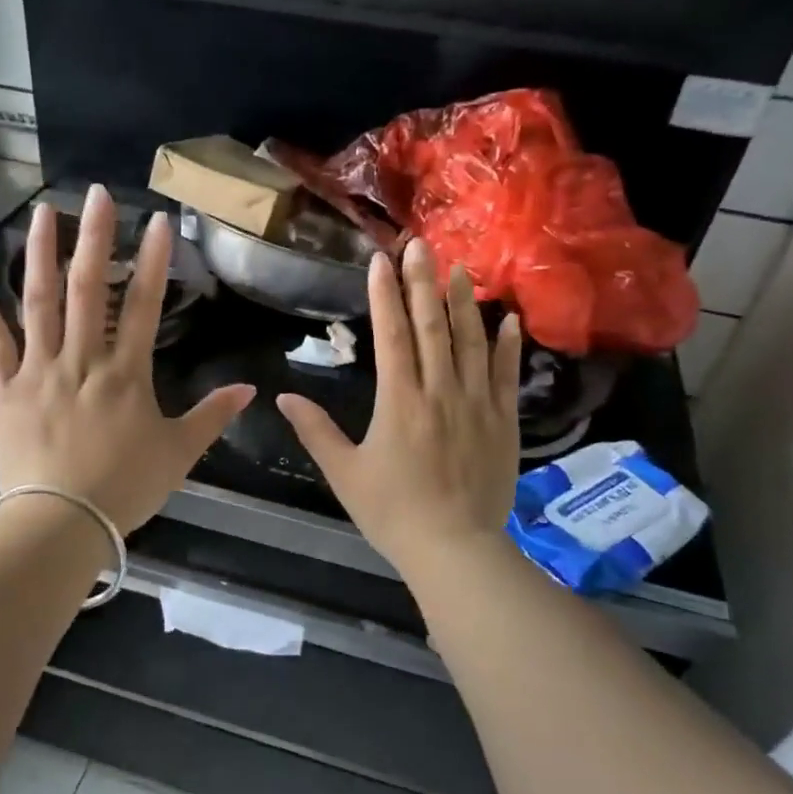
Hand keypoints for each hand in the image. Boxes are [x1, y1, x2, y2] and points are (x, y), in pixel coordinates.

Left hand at [0, 185, 254, 533]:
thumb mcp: (179, 454)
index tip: (156, 221)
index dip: (152, 261)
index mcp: (126, 373)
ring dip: (41, 254)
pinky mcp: (5, 388)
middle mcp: (82, 359)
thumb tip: (251, 389)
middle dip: (96, 237)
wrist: (60, 522)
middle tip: (97, 193)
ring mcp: (39, 370)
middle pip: (88, 288)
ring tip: (43, 211)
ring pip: (39, 302)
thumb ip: (213, 416)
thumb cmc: (124, 487)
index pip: (144, 305)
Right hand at [277, 239, 521, 579]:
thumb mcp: (344, 473)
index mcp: (399, 400)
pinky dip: (508, 345)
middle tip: (420, 244)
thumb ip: (315, 431)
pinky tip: (509, 319)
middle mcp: (440, 390)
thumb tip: (283, 397)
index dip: (385, 294)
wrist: (454, 549)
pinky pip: (507, 375)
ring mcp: (477, 404)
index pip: (391, 334)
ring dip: (464, 303)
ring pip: (472, 341)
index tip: (381, 259)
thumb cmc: (392, 512)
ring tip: (460, 268)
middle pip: (433, 326)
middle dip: (424, 282)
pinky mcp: (504, 421)